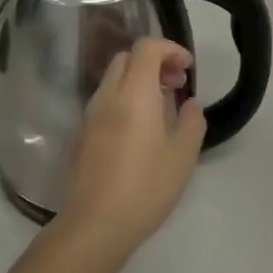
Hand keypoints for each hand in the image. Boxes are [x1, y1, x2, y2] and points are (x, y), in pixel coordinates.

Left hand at [53, 38, 205, 261]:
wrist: (94, 224)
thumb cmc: (145, 186)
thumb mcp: (182, 156)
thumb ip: (191, 122)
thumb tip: (189, 105)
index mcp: (134, 92)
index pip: (147, 47)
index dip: (170, 49)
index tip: (188, 68)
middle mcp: (107, 96)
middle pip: (127, 59)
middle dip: (153, 62)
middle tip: (176, 85)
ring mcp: (89, 116)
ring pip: (113, 81)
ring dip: (138, 82)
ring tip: (161, 108)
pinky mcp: (81, 136)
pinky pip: (104, 103)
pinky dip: (124, 101)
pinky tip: (139, 131)